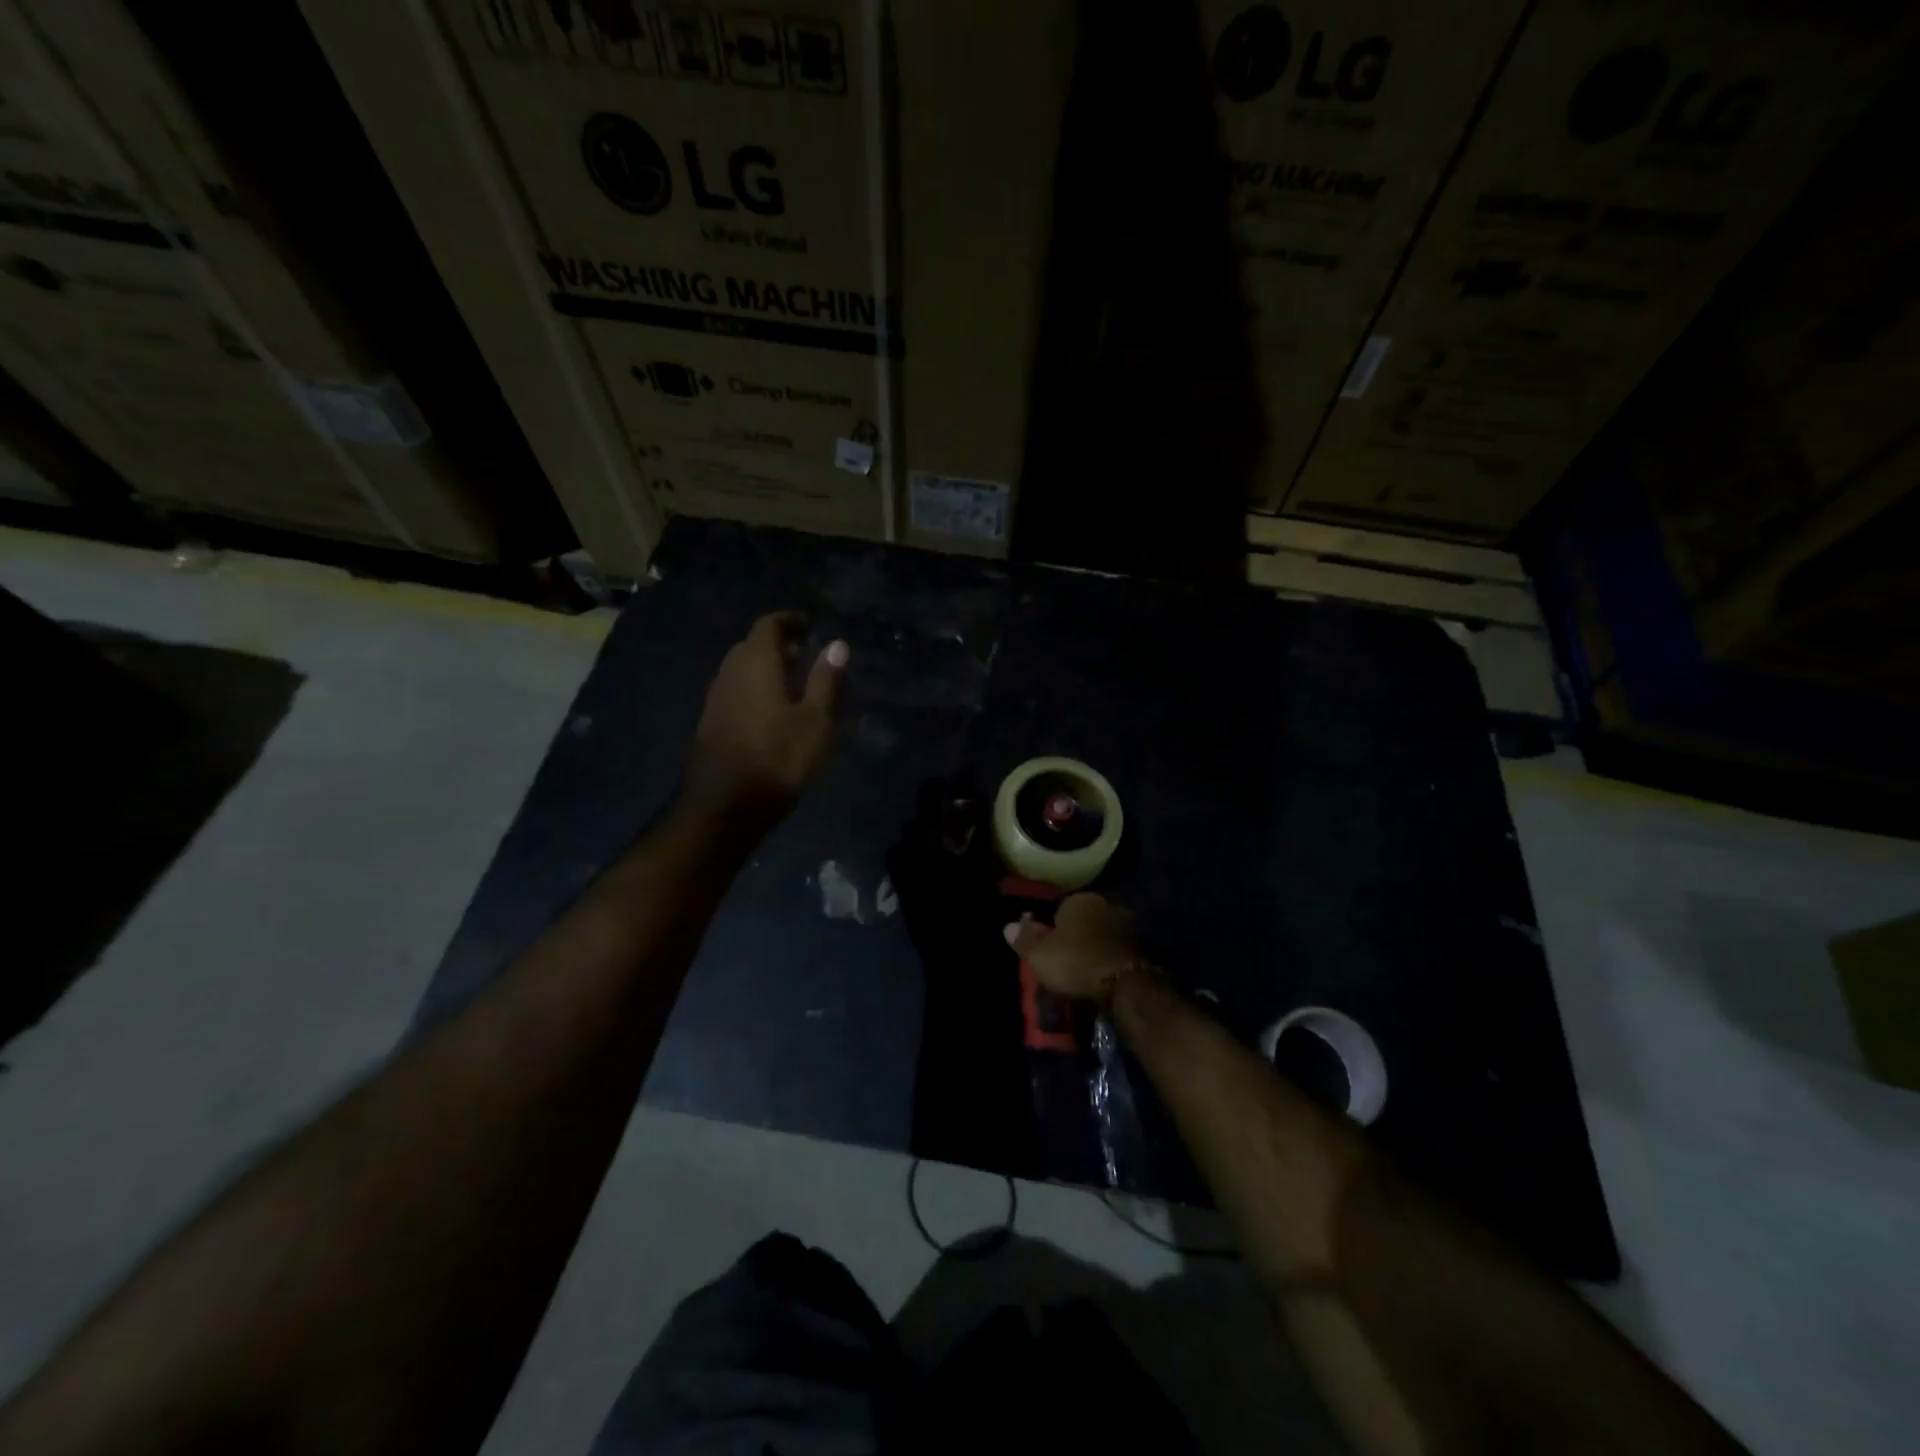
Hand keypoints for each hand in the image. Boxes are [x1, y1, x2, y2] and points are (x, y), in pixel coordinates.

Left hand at [685, 612, 847, 820]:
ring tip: (793, 684)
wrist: (724, 806)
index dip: (789, 621)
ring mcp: (716, 698)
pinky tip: (772, 712)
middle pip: (752, 646)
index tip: (809, 626)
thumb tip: (837, 644)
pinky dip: (754, 690)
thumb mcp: (815, 721)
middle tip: (805, 656)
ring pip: (741, 670)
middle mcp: (730, 672)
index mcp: (756, 663)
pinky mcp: (710, 723)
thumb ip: (826, 680)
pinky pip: (735, 691)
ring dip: (765, 669)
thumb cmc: (777, 758)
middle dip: (778, 645)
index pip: (769, 625)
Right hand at [1004, 892, 1150, 1006]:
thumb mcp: (1039, 955)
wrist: (1125, 984)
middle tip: (1065, 961)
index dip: (1051, 928)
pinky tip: (1103, 977)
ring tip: (1084, 972)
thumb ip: (1024, 939)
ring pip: (1102, 935)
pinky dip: (1110, 960)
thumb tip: (1007, 926)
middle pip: (1084, 920)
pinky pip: (1117, 950)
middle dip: (1076, 936)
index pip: (1060, 908)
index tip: (1047, 948)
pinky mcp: (1144, 947)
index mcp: (1080, 899)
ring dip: (1095, 948)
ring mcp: (1128, 925)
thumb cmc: (1075, 961)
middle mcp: (1106, 904)